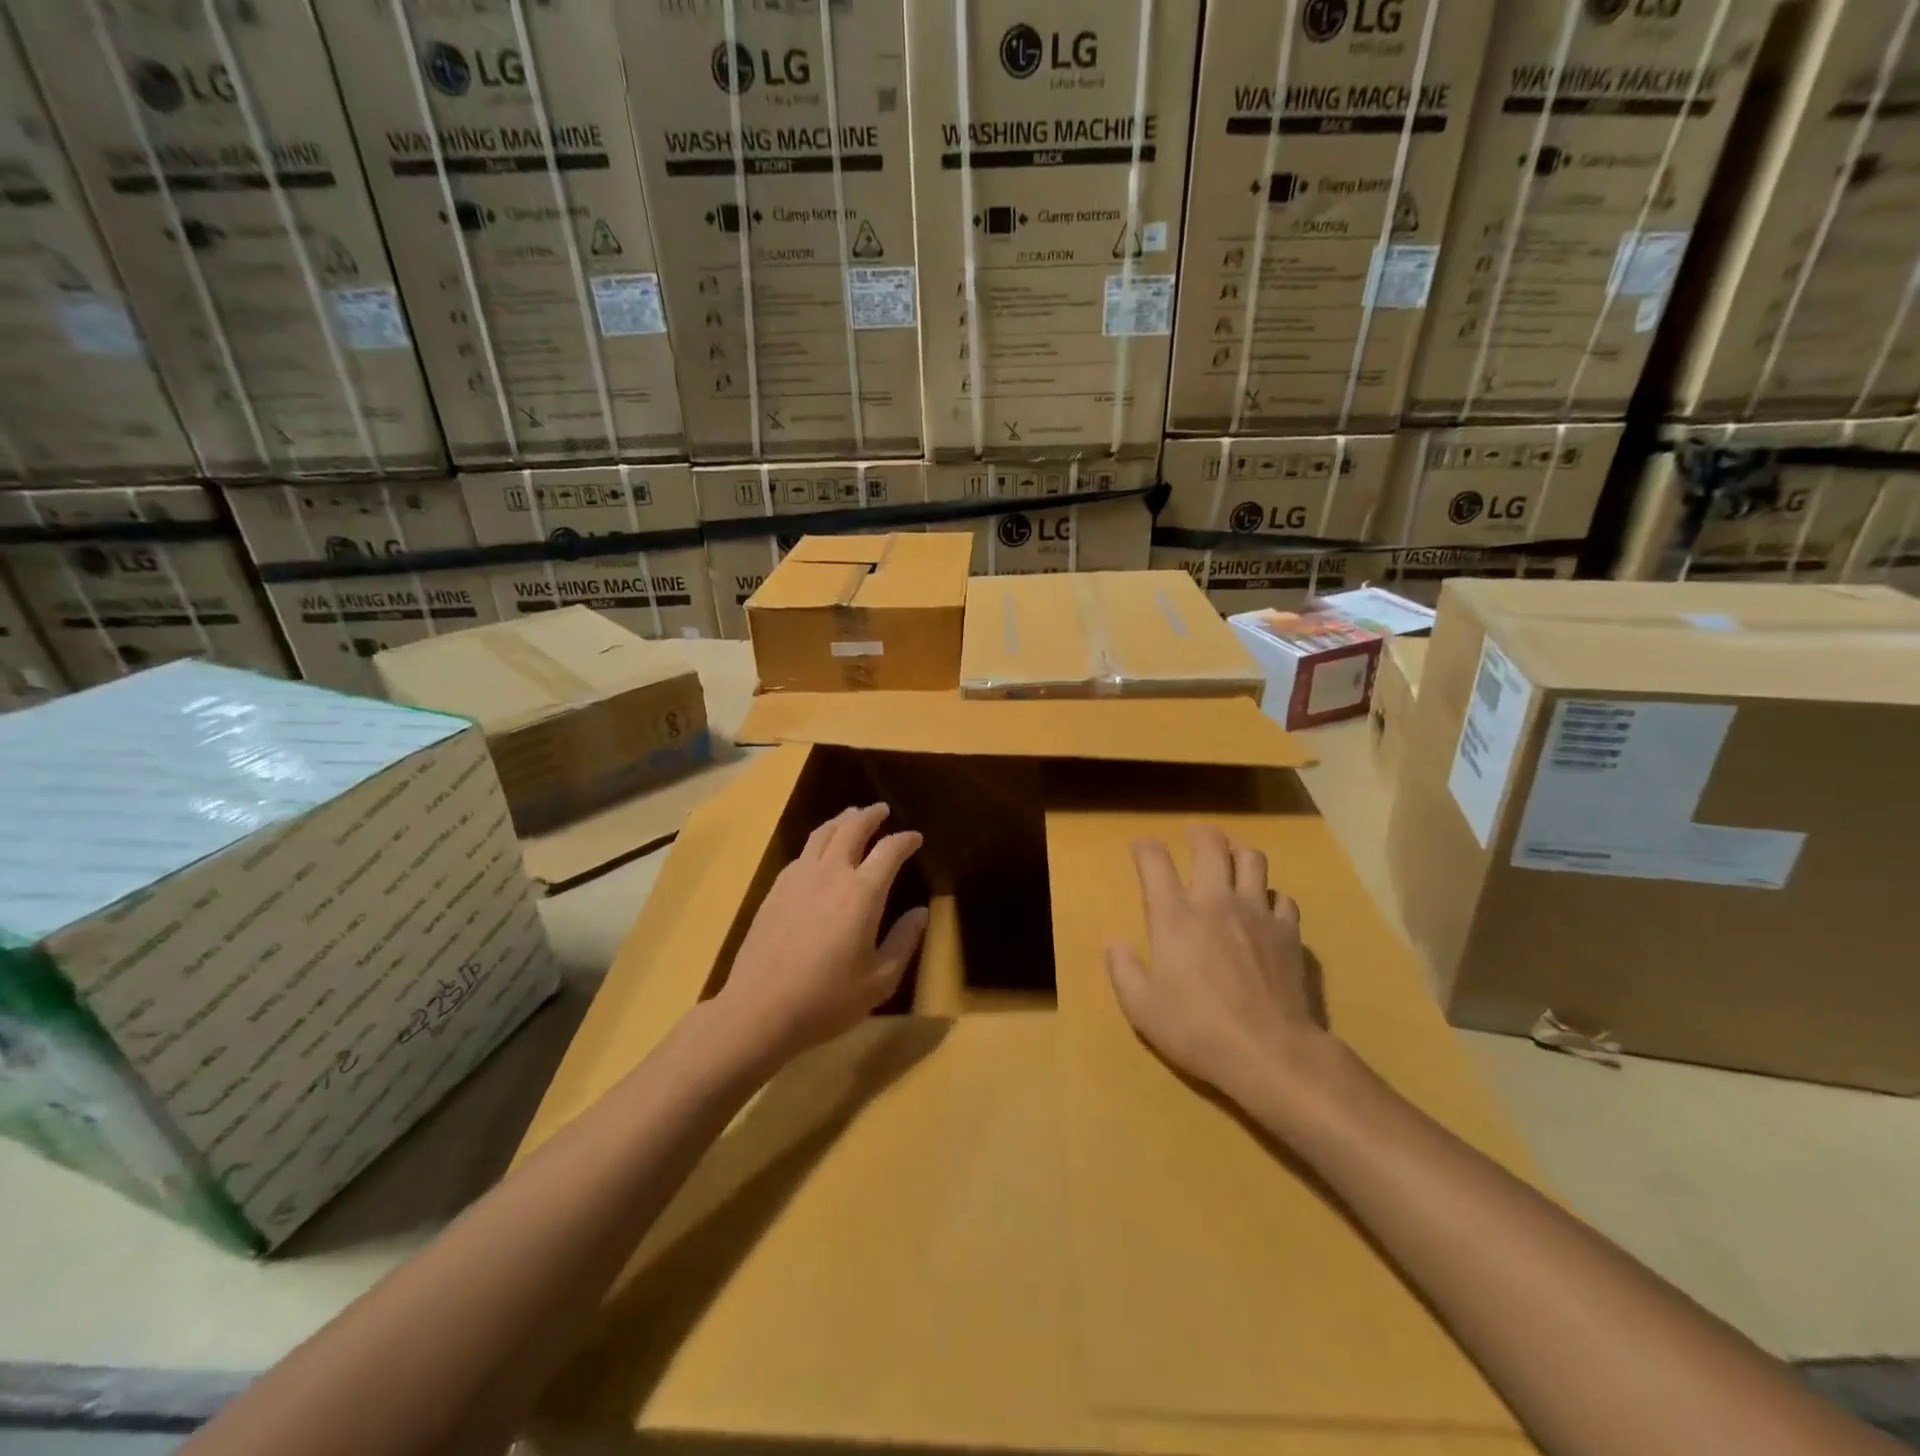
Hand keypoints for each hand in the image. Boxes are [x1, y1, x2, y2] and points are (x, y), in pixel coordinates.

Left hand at [716, 803, 927, 1062]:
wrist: (760, 1010)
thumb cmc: (827, 999)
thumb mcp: (879, 980)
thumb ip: (904, 941)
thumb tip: (921, 912)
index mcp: (862, 893)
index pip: (889, 850)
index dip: (905, 840)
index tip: (915, 838)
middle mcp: (831, 874)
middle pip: (852, 828)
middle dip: (870, 815)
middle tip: (881, 810)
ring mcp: (798, 878)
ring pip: (823, 834)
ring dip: (842, 820)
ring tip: (852, 816)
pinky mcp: (776, 889)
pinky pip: (802, 853)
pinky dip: (819, 842)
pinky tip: (820, 852)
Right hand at [1105, 824, 1327, 1109]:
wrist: (1270, 1052)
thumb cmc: (1197, 1030)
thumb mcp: (1141, 1009)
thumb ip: (1123, 970)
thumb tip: (1114, 942)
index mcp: (1174, 916)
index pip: (1155, 862)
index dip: (1145, 848)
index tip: (1141, 847)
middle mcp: (1215, 902)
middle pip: (1211, 846)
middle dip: (1200, 834)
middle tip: (1194, 835)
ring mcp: (1256, 913)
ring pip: (1253, 860)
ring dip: (1239, 855)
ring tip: (1232, 862)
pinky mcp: (1288, 932)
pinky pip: (1282, 897)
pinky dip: (1270, 896)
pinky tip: (1265, 909)